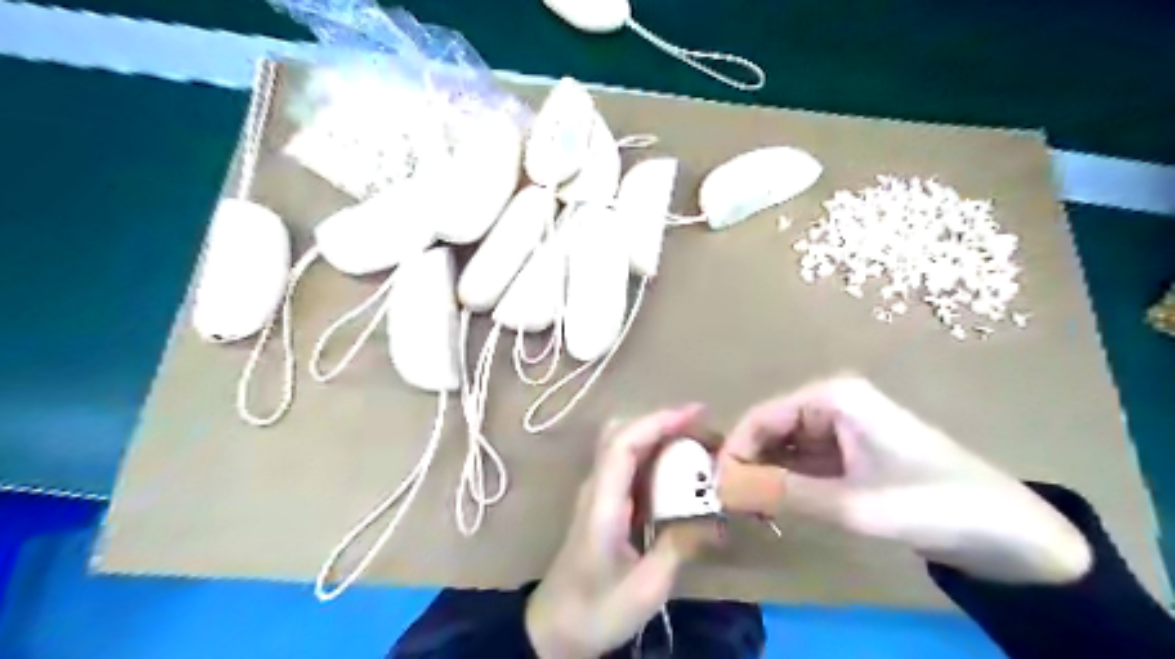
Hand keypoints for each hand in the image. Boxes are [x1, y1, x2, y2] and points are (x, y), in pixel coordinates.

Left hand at [528, 403, 711, 655]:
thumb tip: (716, 515)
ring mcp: (599, 493)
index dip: (658, 422)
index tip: (695, 415)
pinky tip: (683, 475)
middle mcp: (597, 487)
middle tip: (705, 432)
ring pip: (627, 446)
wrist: (554, 629)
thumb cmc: (597, 610)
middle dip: (663, 424)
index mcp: (602, 503)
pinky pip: (632, 468)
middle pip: (622, 434)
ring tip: (701, 450)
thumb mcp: (647, 587)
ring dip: (662, 439)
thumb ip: (680, 546)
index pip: (623, 443)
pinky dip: (658, 460)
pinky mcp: (606, 504)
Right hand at [727, 379, 1092, 584]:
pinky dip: (788, 483)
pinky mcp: (851, 451)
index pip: (760, 418)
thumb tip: (720, 485)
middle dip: (749, 465)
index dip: (734, 452)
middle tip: (731, 508)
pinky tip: (777, 508)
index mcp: (832, 397)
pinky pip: (805, 462)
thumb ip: (782, 493)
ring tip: (750, 512)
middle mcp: (831, 402)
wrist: (1011, 534)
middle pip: (770, 430)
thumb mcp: (852, 504)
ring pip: (784, 447)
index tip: (714, 490)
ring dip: (766, 476)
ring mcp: (842, 426)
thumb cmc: (933, 504)